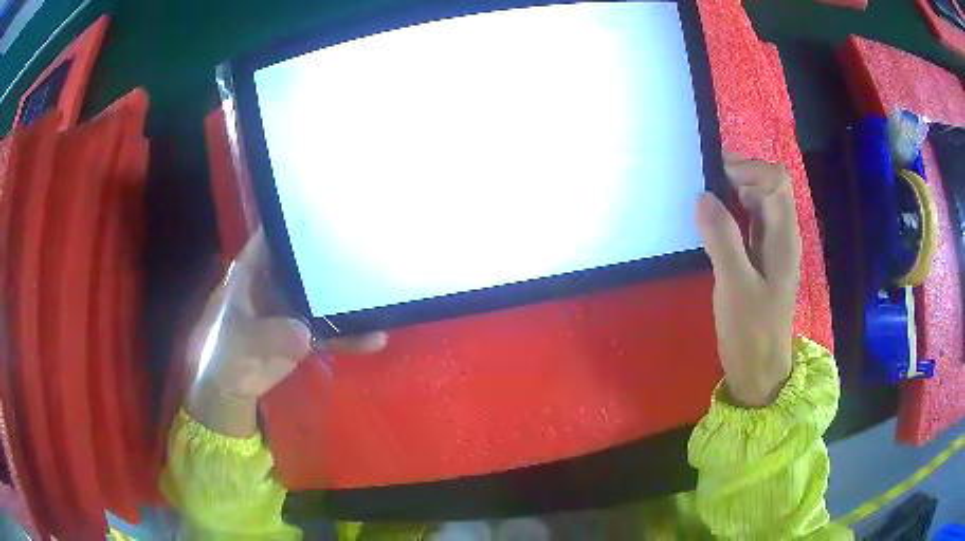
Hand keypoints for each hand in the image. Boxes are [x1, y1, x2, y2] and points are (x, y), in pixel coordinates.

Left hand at [186, 228, 386, 435]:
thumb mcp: (239, 343)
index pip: (272, 237)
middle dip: (330, 254)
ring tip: (381, 295)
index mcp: (250, 273)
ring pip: (320, 296)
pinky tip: (375, 337)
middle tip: (367, 243)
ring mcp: (288, 310)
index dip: (294, 222)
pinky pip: (328, 329)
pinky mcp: (300, 334)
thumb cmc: (222, 356)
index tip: (326, 209)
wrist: (226, 392)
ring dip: (347, 298)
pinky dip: (348, 334)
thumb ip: (269, 336)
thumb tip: (305, 331)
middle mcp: (272, 284)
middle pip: (303, 262)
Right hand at [696, 153, 799, 406]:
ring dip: (733, 193)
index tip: (715, 178)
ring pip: (758, 203)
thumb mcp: (735, 286)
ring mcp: (772, 247)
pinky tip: (711, 223)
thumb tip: (704, 196)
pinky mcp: (760, 259)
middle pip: (768, 186)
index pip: (776, 180)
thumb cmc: (751, 332)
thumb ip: (722, 238)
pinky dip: (731, 213)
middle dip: (738, 176)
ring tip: (702, 199)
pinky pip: (749, 223)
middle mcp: (782, 235)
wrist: (759, 370)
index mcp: (783, 237)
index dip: (748, 169)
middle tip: (702, 184)